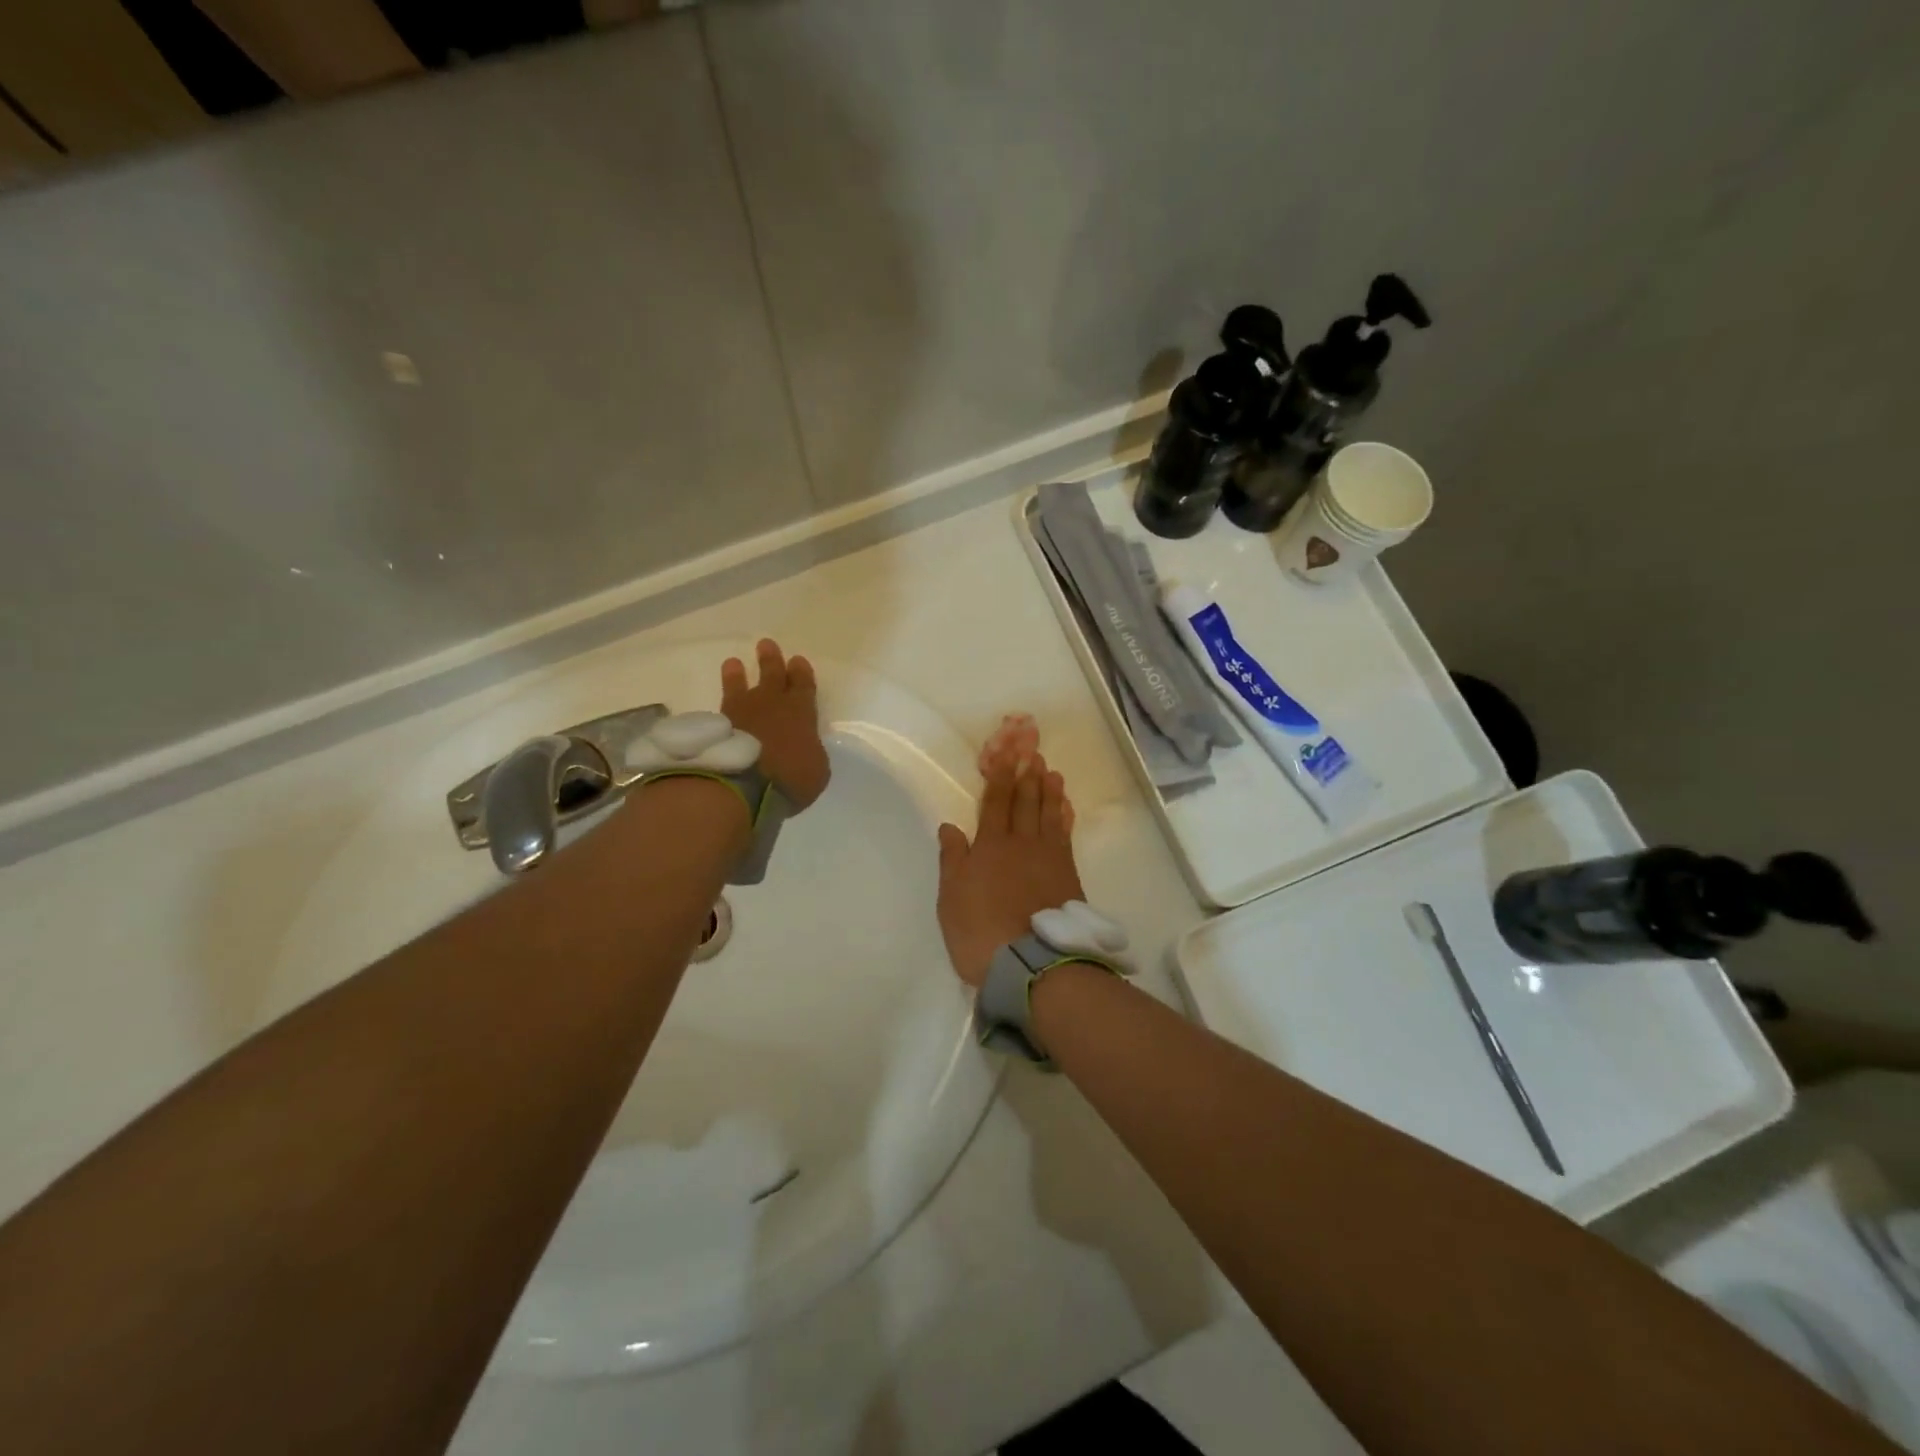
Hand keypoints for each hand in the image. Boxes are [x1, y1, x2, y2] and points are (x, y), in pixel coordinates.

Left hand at [721, 640, 830, 810]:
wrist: (744, 783)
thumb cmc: (791, 777)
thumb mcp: (816, 769)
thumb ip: (811, 752)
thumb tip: (804, 747)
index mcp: (801, 711)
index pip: (803, 685)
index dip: (801, 672)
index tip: (797, 660)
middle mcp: (771, 704)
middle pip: (772, 675)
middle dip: (771, 659)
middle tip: (765, 644)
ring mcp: (742, 712)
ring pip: (740, 685)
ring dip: (737, 674)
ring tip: (732, 663)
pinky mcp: (718, 725)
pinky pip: (721, 706)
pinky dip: (722, 700)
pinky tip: (718, 700)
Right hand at [936, 749, 1082, 988]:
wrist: (1031, 963)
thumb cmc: (980, 931)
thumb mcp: (951, 898)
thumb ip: (953, 859)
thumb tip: (950, 826)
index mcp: (990, 846)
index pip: (995, 803)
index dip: (1001, 776)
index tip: (1007, 754)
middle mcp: (1022, 844)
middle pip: (1026, 803)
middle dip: (1028, 776)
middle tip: (1034, 753)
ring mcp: (1049, 858)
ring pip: (1049, 815)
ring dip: (1050, 792)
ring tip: (1052, 772)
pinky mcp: (1068, 875)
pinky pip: (1066, 836)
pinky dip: (1066, 818)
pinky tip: (1066, 809)